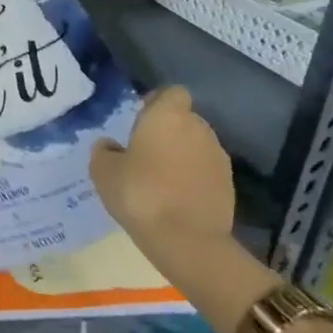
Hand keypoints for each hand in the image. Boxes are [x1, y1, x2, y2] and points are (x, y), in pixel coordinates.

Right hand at [90, 86, 235, 244]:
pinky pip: (206, 170)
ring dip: (182, 154)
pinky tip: (177, 198)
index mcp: (167, 116)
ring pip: (196, 145)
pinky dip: (194, 177)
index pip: (171, 93)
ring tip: (161, 178)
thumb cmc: (140, 193)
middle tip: (145, 152)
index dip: (157, 102)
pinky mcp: (229, 184)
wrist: (187, 240)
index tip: (140, 119)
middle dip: (168, 130)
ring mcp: (217, 156)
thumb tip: (109, 145)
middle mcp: (198, 128)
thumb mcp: (103, 171)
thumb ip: (104, 151)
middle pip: (185, 119)